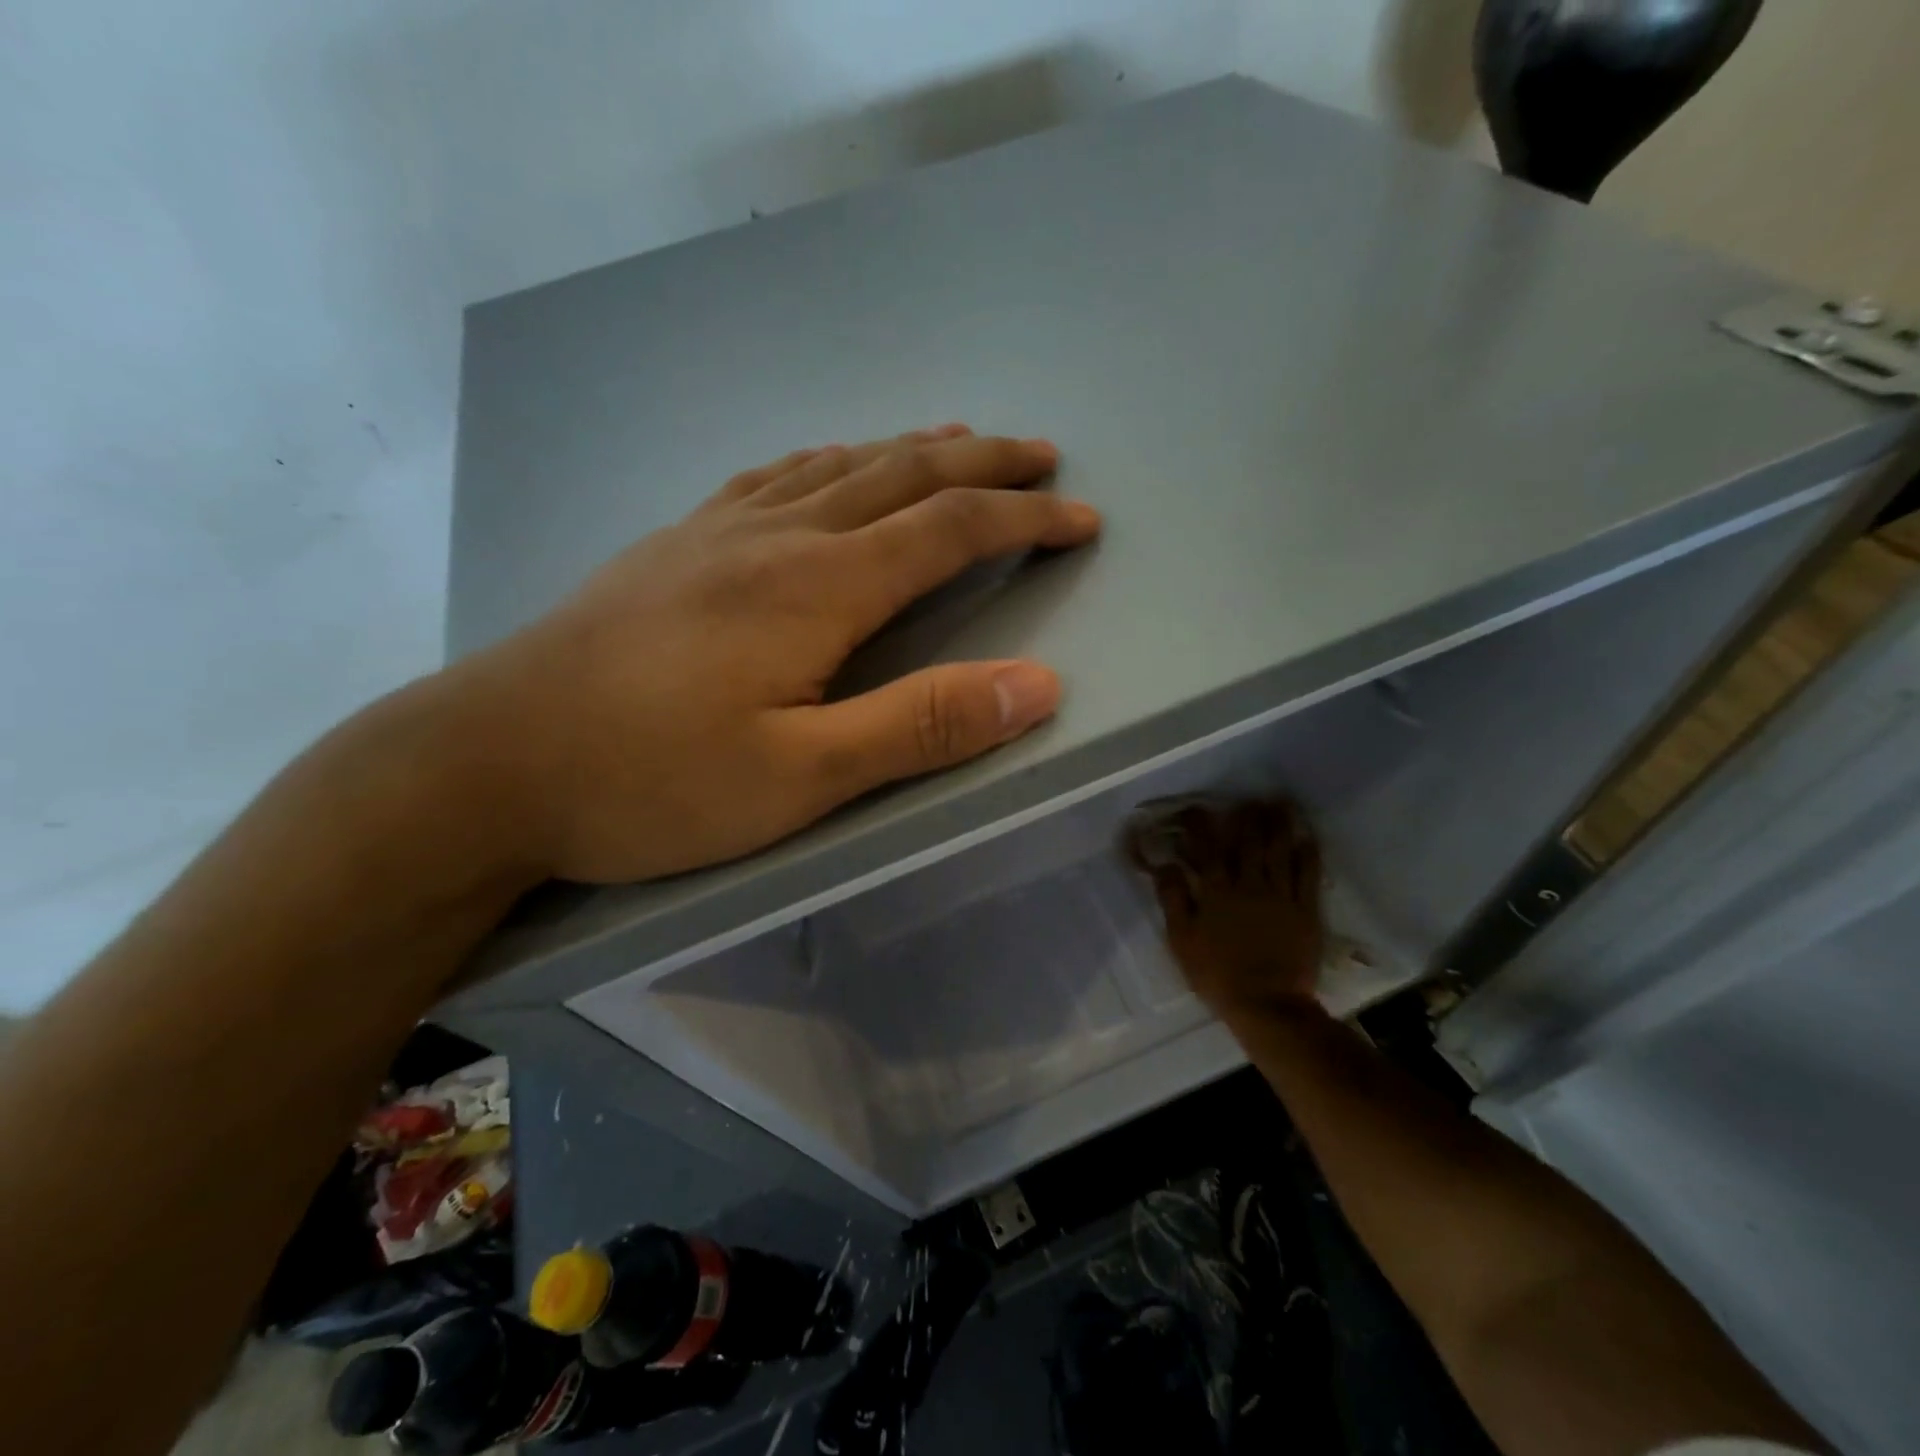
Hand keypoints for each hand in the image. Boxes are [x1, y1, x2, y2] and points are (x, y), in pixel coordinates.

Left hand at [459, 425, 1100, 883]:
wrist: (483, 762)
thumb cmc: (649, 782)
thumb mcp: (799, 779)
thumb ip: (920, 727)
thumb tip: (1037, 686)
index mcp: (817, 587)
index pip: (948, 531)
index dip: (1022, 521)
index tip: (1080, 519)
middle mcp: (775, 536)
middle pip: (901, 476)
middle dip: (983, 466)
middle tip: (1040, 456)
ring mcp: (715, 531)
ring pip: (837, 465)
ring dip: (910, 450)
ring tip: (957, 441)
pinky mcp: (673, 545)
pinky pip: (770, 476)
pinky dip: (826, 460)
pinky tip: (827, 463)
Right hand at [1139, 801, 1323, 1014]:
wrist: (1267, 1004)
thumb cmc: (1217, 974)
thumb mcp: (1181, 940)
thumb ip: (1173, 899)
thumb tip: (1165, 865)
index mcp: (1216, 891)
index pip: (1206, 848)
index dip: (1200, 825)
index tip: (1195, 809)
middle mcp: (1248, 884)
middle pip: (1247, 842)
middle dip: (1247, 817)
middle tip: (1249, 799)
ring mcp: (1280, 896)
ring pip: (1279, 851)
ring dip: (1279, 825)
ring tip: (1281, 804)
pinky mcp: (1305, 911)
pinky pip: (1307, 875)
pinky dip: (1308, 854)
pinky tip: (1308, 838)